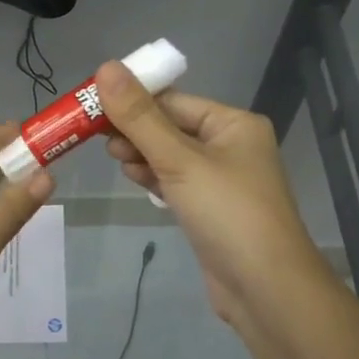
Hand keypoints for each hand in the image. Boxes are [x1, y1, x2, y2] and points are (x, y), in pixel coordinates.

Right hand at [98, 60, 331, 328]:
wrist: (266, 290)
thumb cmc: (227, 213)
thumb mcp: (179, 160)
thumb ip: (139, 117)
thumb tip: (105, 67)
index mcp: (233, 124)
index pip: (173, 101)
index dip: (132, 101)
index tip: (92, 106)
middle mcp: (231, 145)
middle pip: (170, 126)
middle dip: (135, 130)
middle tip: (97, 138)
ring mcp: (222, 180)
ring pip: (170, 155)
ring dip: (141, 154)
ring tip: (115, 159)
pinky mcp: (211, 209)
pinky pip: (176, 181)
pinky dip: (154, 177)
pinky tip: (134, 178)